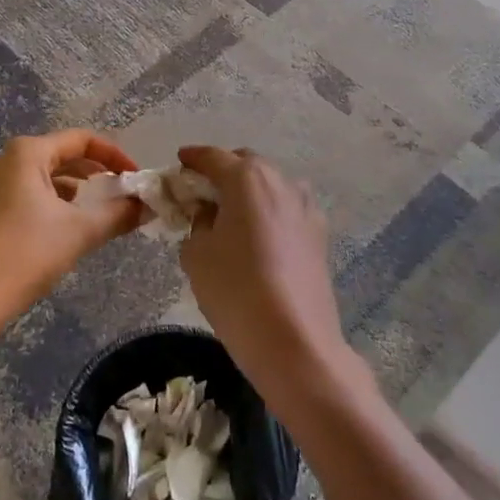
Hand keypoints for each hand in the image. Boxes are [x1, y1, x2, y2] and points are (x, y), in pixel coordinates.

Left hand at [0, 129, 142, 336]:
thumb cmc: (26, 256)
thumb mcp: (80, 233)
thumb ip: (118, 214)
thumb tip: (146, 206)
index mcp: (25, 153)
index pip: (81, 140)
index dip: (114, 156)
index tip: (135, 179)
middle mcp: (0, 159)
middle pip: (58, 155)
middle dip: (92, 173)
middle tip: (117, 195)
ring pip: (37, 177)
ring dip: (68, 190)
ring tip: (90, 214)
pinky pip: (17, 194)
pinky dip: (43, 203)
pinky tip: (54, 231)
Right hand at [177, 146, 352, 400]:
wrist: (294, 342)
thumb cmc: (235, 291)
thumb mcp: (196, 254)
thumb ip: (197, 223)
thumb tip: (208, 215)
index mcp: (246, 178)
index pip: (212, 157)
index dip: (192, 158)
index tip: (179, 162)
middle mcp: (280, 181)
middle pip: (246, 165)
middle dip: (223, 172)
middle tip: (202, 193)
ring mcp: (305, 206)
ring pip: (271, 185)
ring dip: (249, 191)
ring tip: (231, 215)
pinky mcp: (319, 233)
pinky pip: (287, 209)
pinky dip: (269, 212)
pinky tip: (258, 237)